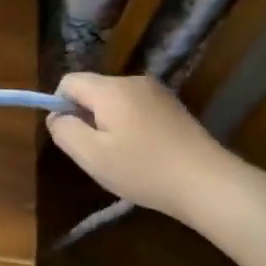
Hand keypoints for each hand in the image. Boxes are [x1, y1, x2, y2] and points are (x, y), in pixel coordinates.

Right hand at [46, 73, 242, 225]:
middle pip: (93, 89)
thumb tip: (56, 115)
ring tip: (122, 156)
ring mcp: (157, 93)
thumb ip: (64, 131)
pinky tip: (144, 154)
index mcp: (110, 89)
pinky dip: (131, 126)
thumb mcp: (91, 155)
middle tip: (97, 152)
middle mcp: (133, 81)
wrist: (209, 183)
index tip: (72, 136)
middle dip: (86, 116)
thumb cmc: (143, 170)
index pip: (69, 81)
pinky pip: (137, 108)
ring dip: (109, 122)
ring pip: (115, 100)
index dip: (60, 105)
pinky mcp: (174, 107)